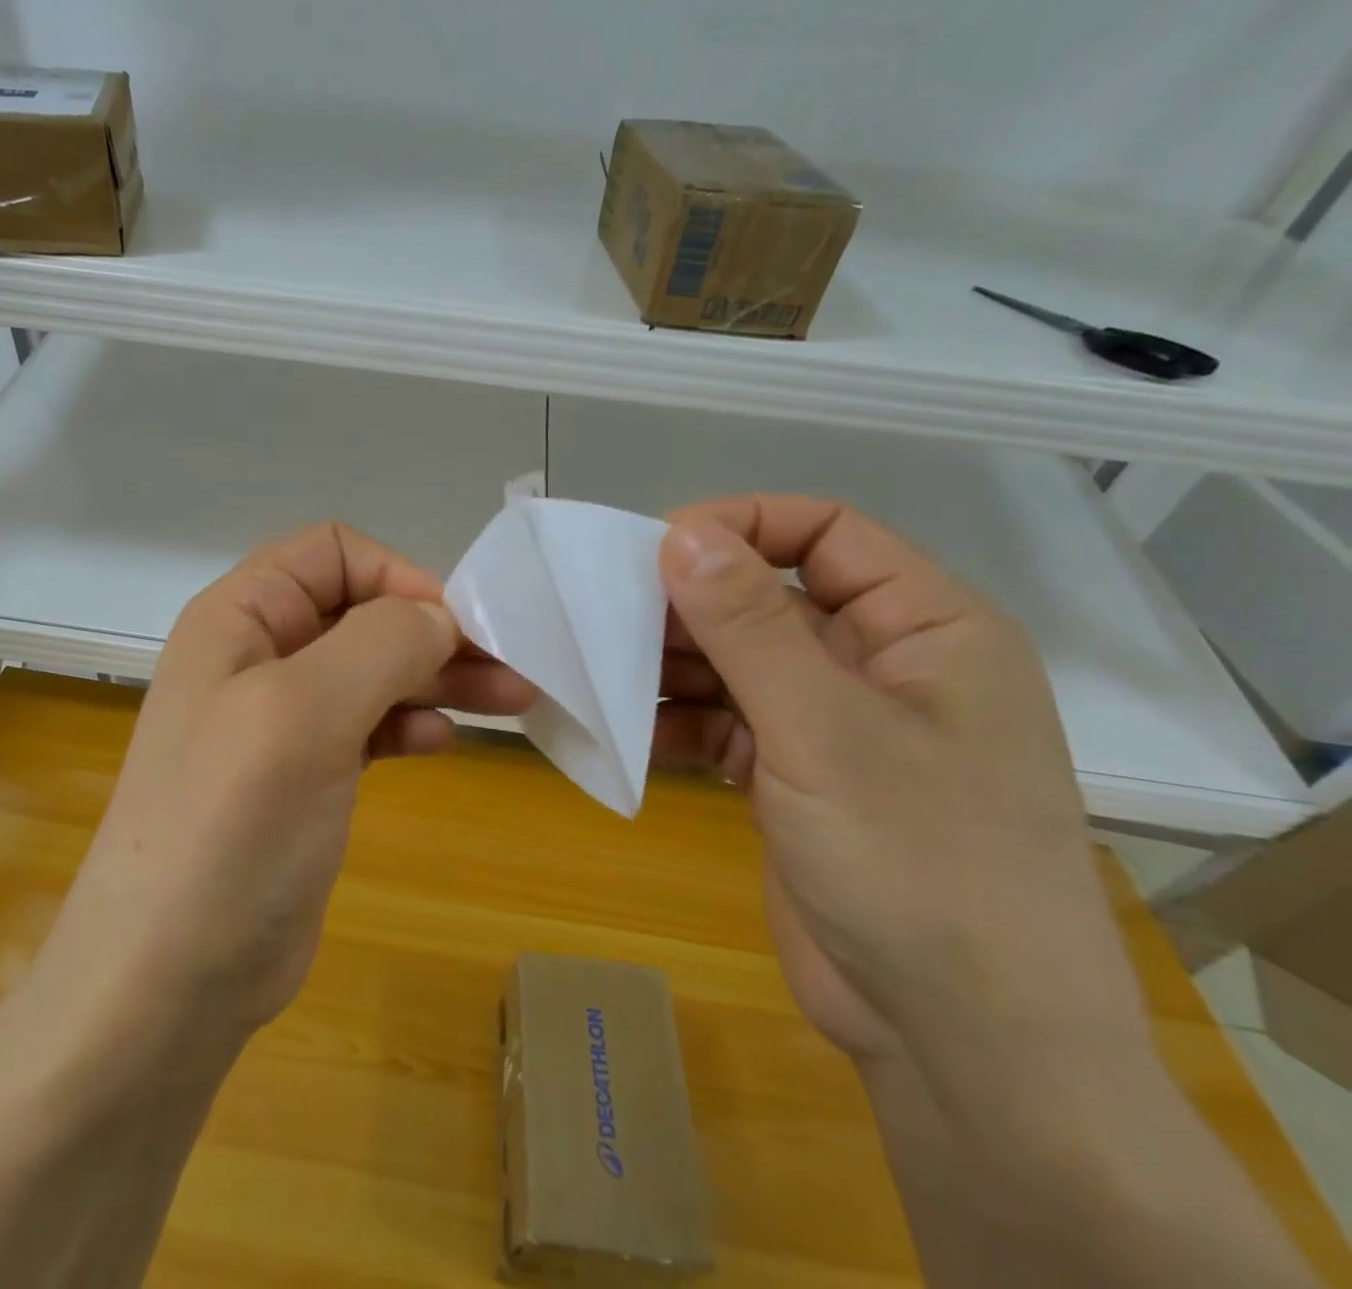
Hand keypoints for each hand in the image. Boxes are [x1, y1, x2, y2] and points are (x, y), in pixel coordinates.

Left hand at [32, 523, 533, 1048]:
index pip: (332, 554)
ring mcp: (280, 720)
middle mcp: (258, 656)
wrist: (168, 981)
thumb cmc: (231, 827)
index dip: (396, 576)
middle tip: (512, 665)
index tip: (453, 627)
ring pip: (373, 669)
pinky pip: (368, 724)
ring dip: (437, 677)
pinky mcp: (304, 776)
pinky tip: (439, 745)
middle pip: (362, 612)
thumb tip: (439, 619)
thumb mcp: (304, 713)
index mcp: (241, 618)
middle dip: (435, 632)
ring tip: (509, 700)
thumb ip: (379, 644)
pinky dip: (409, 723)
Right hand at [652, 496, 1149, 1092]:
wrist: (961, 1044)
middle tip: (608, 617)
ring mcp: (835, 724)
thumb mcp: (825, 730)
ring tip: (606, 674)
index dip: (741, 525)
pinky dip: (680, 721)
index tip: (656, 550)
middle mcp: (881, 664)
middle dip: (691, 606)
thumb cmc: (918, 864)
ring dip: (674, 666)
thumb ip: (749, 625)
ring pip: (738, 661)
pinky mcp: (796, 777)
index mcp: (925, 627)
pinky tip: (633, 731)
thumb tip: (681, 532)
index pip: (825, 532)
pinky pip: (726, 722)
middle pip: (769, 598)